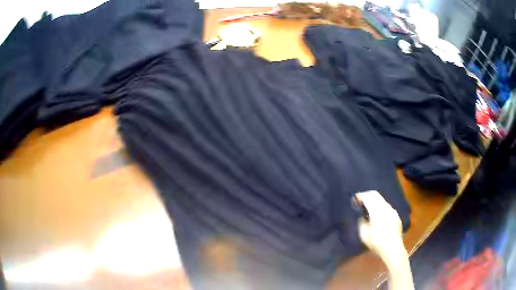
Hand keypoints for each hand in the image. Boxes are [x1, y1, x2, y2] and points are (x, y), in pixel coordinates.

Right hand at [355, 191, 405, 265]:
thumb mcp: (363, 235)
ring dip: (374, 201)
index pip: (368, 197)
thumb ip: (361, 222)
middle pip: (375, 195)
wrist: (393, 249)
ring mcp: (392, 211)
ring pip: (382, 200)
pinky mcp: (396, 216)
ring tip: (368, 209)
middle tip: (359, 201)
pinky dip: (379, 206)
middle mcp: (386, 207)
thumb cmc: (376, 243)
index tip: (354, 200)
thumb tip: (362, 216)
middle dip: (366, 196)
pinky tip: (377, 216)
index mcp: (377, 211)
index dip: (360, 196)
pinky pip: (386, 206)